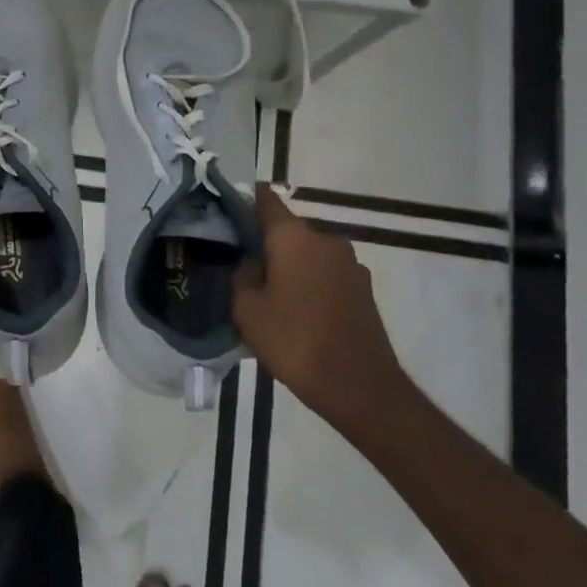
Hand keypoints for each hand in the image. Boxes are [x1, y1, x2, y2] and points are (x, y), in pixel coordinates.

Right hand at [232, 184, 408, 431]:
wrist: (359, 387)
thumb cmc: (294, 340)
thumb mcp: (247, 309)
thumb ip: (243, 275)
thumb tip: (252, 263)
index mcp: (294, 236)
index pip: (264, 199)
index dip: (242, 199)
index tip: (223, 211)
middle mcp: (325, 239)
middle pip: (287, 228)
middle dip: (264, 240)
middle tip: (239, 261)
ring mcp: (350, 264)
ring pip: (307, 252)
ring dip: (288, 264)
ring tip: (266, 290)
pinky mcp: (362, 289)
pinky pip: (325, 273)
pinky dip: (308, 282)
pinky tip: (294, 308)